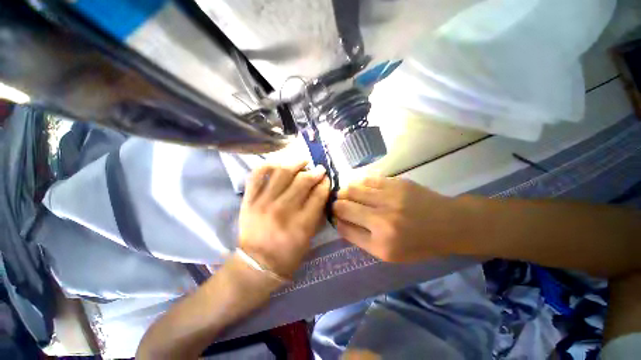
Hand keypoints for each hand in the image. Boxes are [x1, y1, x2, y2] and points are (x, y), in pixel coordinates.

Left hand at [238, 161, 329, 277]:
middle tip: (319, 169)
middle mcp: (283, 210)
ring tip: (303, 161)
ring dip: (296, 163)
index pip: (318, 195)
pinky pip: (257, 175)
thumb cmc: (287, 256)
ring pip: (282, 172)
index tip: (327, 179)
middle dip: (315, 172)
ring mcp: (264, 202)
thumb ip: (317, 214)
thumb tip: (321, 191)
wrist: (256, 265)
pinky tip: (279, 163)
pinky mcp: (249, 200)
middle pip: (303, 181)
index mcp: (301, 224)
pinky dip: (268, 165)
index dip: (325, 184)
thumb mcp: (309, 239)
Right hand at [333, 176, 466, 261]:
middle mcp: (382, 219)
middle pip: (344, 206)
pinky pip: (367, 179)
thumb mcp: (388, 253)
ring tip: (346, 194)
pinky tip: (360, 187)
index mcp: (381, 242)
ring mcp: (389, 197)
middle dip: (336, 204)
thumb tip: (340, 222)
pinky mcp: (395, 182)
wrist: (448, 224)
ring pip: (352, 189)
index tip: (335, 216)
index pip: (344, 227)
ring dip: (345, 192)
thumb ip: (360, 239)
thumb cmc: (418, 243)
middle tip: (338, 204)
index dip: (336, 219)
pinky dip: (359, 183)